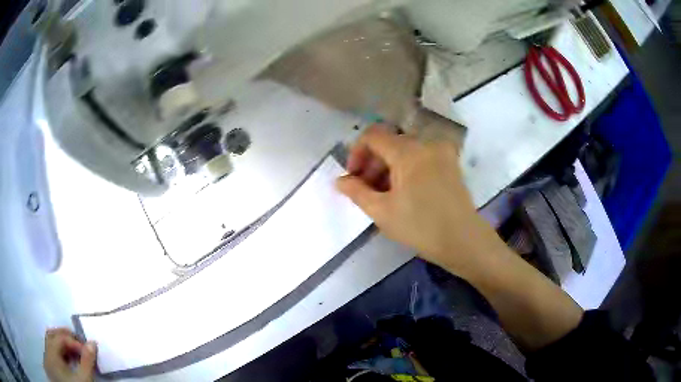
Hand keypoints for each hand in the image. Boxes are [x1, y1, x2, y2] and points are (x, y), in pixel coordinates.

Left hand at [44, 328, 96, 381]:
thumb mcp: (84, 379)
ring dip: (64, 344)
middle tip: (81, 344)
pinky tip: (70, 361)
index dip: (75, 342)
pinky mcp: (51, 366)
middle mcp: (47, 351)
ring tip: (76, 352)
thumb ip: (87, 362)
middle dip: (67, 337)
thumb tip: (92, 343)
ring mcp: (48, 359)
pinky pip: (53, 352)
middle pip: (53, 335)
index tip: (88, 351)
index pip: (61, 338)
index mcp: (51, 352)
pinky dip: (61, 352)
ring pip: (52, 343)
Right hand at [336, 125, 493, 274]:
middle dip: (372, 163)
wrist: (463, 240)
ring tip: (382, 195)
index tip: (353, 177)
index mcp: (408, 151)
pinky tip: (402, 192)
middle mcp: (426, 143)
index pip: (373, 136)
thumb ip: (356, 191)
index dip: (356, 153)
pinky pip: (420, 158)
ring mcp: (441, 152)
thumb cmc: (421, 227)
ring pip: (405, 151)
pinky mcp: (450, 164)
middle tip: (365, 190)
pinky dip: (405, 169)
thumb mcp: (382, 211)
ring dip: (388, 167)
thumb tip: (339, 180)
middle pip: (389, 143)